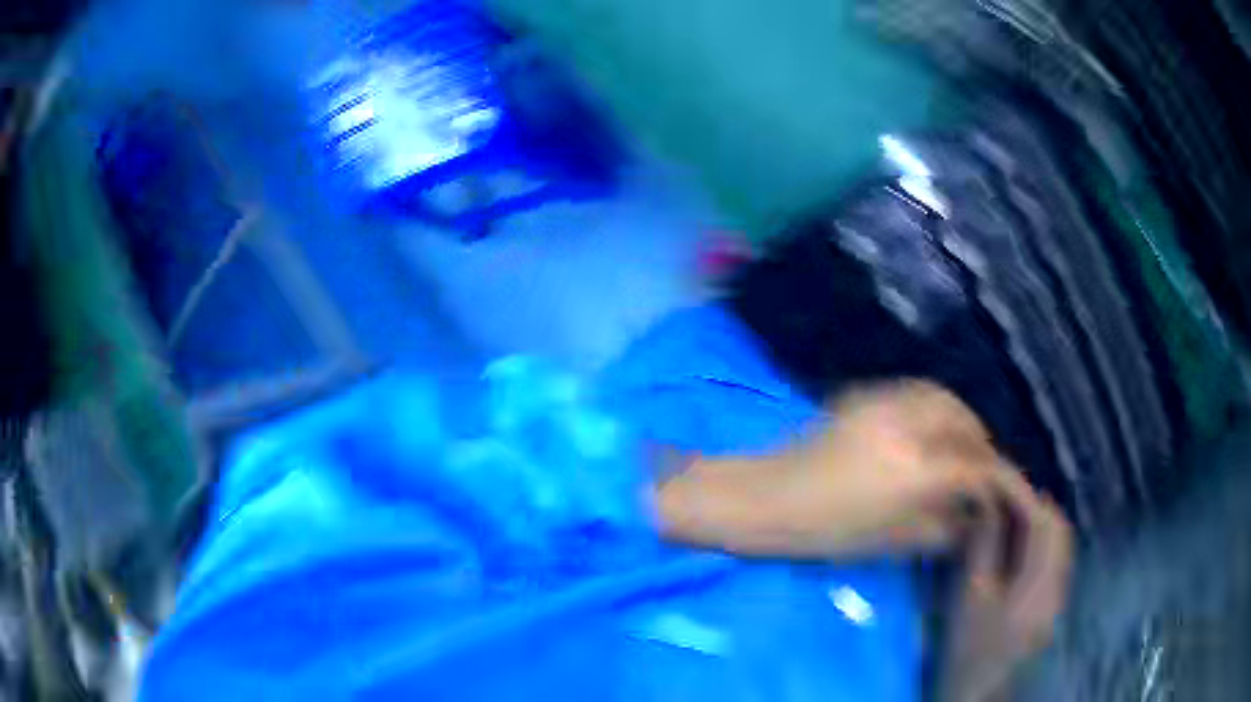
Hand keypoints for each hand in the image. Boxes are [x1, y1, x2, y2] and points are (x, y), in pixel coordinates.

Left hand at [654, 380, 1073, 696]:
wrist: (766, 497)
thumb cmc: (824, 531)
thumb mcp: (890, 541)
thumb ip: (941, 527)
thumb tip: (974, 517)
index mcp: (916, 470)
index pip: (976, 467)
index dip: (1000, 480)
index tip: (1010, 492)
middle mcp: (908, 426)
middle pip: (965, 425)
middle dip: (983, 446)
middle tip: (983, 470)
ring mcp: (884, 402)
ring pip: (944, 398)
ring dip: (963, 420)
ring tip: (962, 447)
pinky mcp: (864, 393)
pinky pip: (916, 390)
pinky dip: (936, 405)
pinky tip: (932, 428)